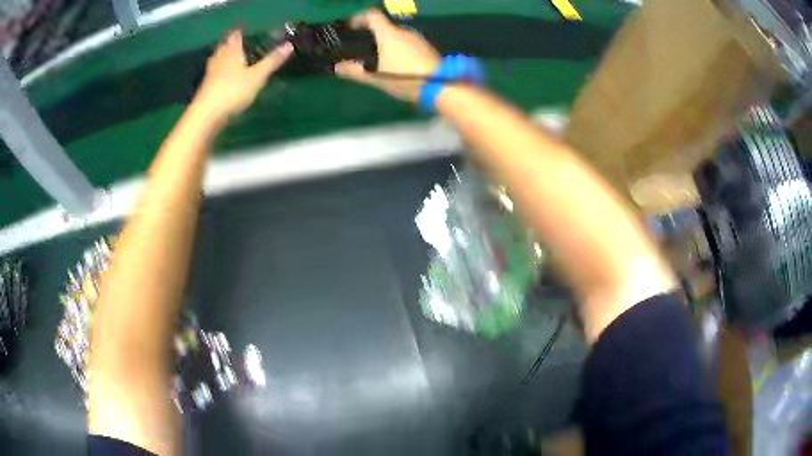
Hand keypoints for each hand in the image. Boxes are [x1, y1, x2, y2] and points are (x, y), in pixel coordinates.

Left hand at [194, 30, 292, 118]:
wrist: (207, 115)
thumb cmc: (233, 91)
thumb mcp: (257, 76)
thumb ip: (272, 61)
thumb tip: (289, 45)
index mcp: (231, 52)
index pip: (235, 36)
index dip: (240, 32)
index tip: (244, 30)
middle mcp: (219, 60)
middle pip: (224, 47)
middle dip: (230, 44)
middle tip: (237, 43)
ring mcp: (210, 74)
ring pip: (217, 60)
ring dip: (223, 57)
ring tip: (230, 58)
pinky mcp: (206, 89)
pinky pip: (214, 75)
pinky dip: (219, 72)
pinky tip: (222, 78)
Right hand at [335, 9, 440, 102]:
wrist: (440, 86)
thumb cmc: (404, 78)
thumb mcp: (376, 77)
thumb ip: (355, 71)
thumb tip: (336, 68)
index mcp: (389, 34)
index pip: (372, 15)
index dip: (359, 18)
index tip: (351, 27)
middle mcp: (404, 31)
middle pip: (385, 27)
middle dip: (373, 35)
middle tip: (364, 49)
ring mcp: (418, 39)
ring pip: (398, 36)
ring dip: (388, 44)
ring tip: (381, 60)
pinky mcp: (428, 48)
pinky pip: (409, 44)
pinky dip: (400, 49)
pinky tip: (399, 65)